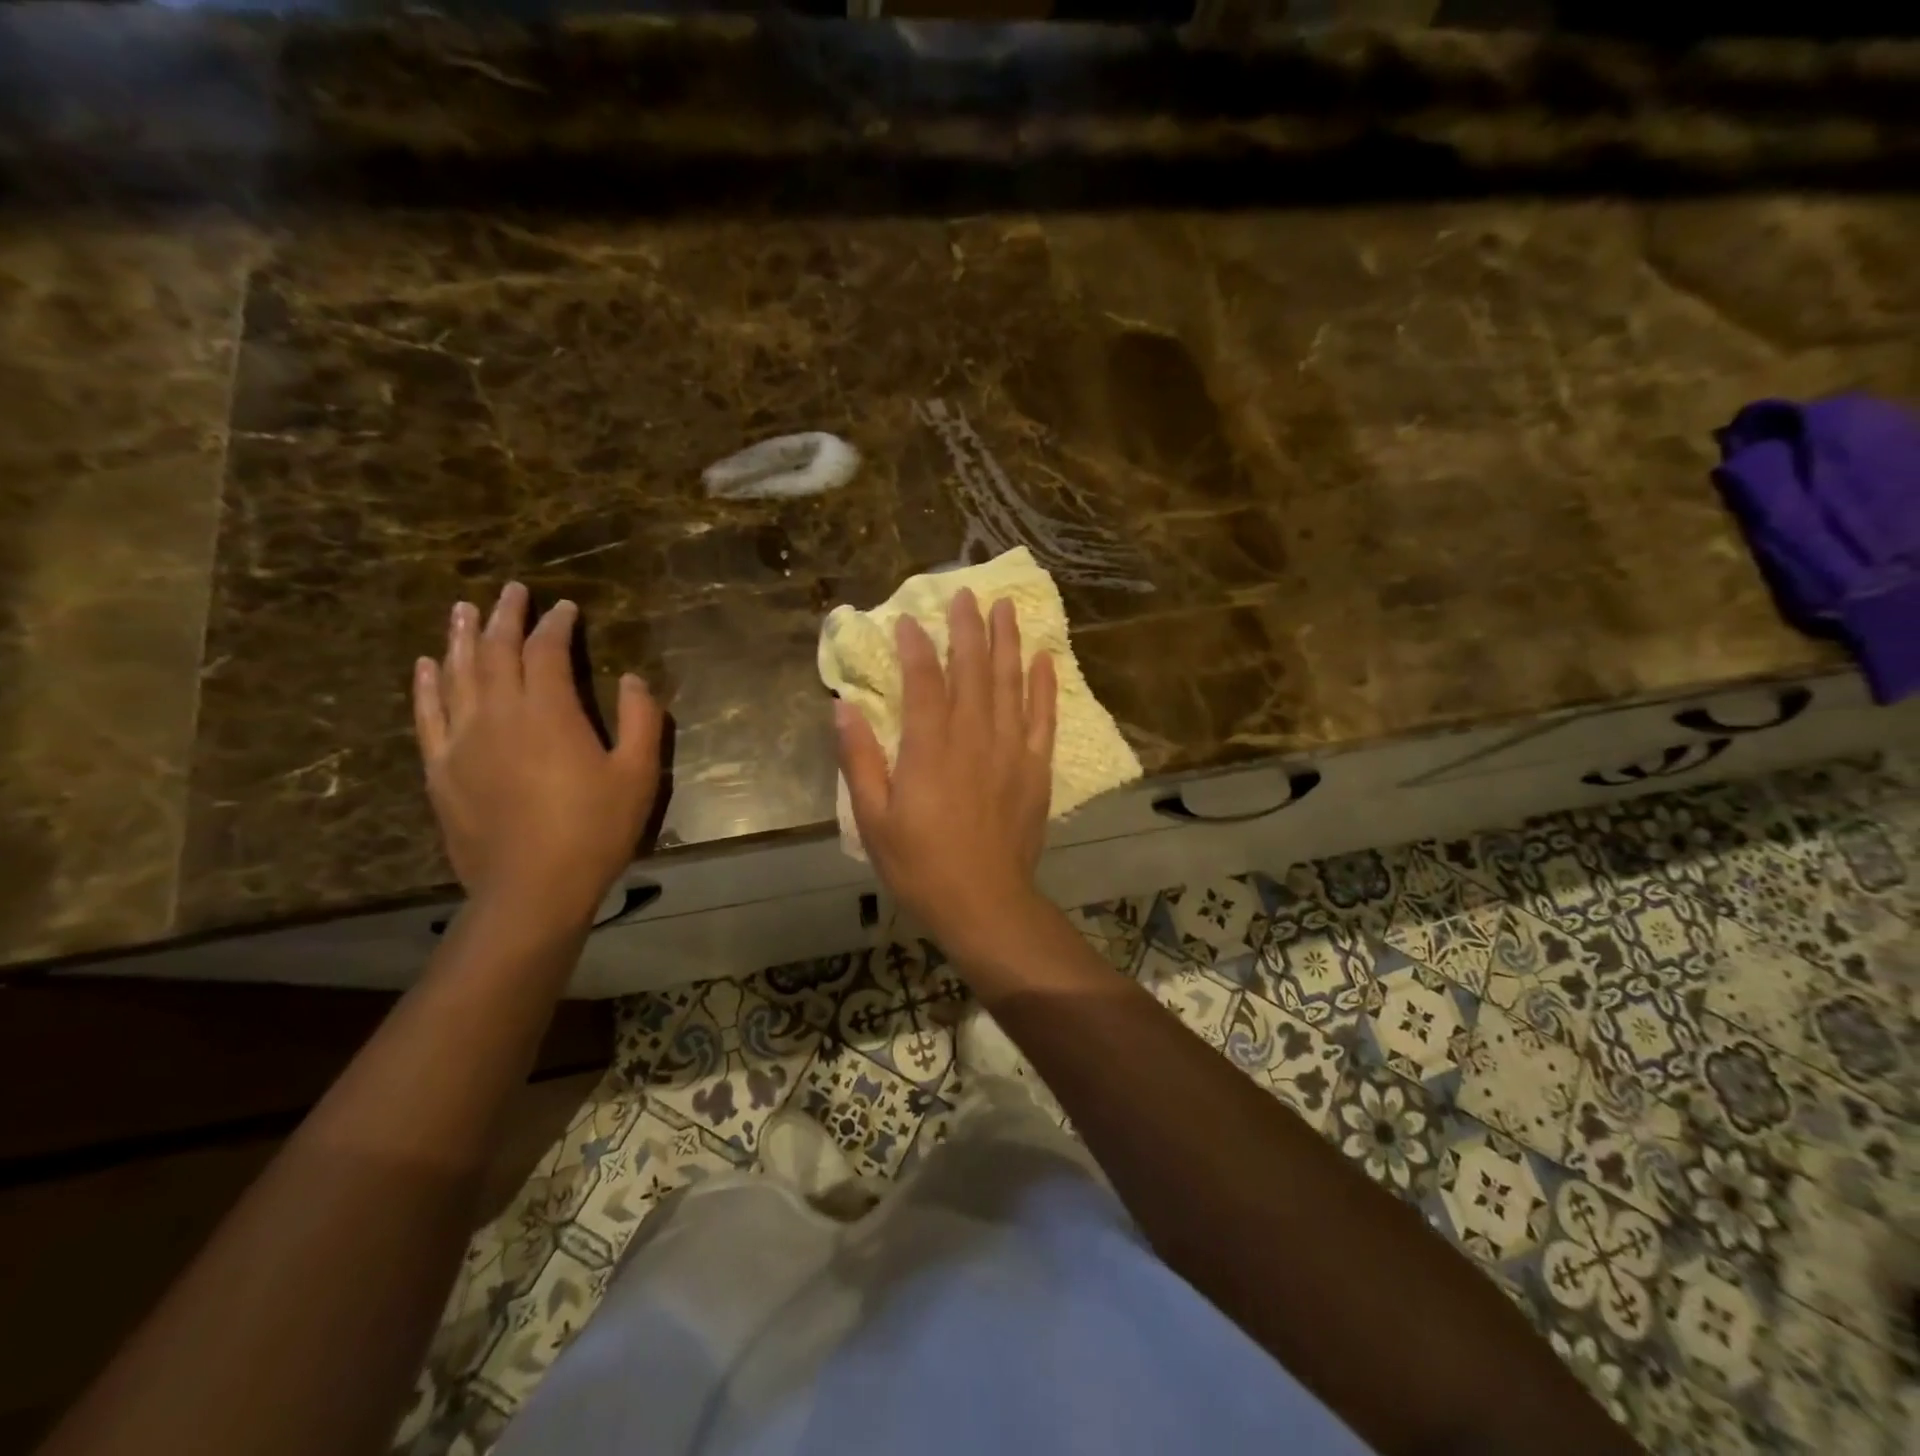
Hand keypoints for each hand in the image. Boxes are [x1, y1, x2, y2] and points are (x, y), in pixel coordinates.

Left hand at [413, 582, 662, 932]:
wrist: (532, 888)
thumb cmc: (594, 830)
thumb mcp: (639, 774)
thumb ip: (642, 720)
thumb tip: (632, 678)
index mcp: (549, 712)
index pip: (546, 651)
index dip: (555, 624)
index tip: (565, 607)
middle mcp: (498, 714)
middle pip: (494, 651)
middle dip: (504, 616)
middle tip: (510, 591)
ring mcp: (462, 740)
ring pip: (456, 674)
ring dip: (459, 637)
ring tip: (462, 609)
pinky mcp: (440, 768)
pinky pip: (427, 714)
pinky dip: (426, 684)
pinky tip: (426, 665)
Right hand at [836, 589, 1057, 959]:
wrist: (985, 904)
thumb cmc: (921, 865)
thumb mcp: (873, 819)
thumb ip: (860, 759)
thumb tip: (844, 707)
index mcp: (929, 748)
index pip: (922, 680)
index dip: (914, 646)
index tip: (906, 620)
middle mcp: (973, 737)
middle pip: (971, 669)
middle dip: (967, 627)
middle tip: (965, 593)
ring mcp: (1010, 749)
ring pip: (1009, 682)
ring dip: (1007, 642)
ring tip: (1005, 608)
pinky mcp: (1035, 768)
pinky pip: (1043, 717)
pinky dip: (1044, 685)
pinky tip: (1044, 659)